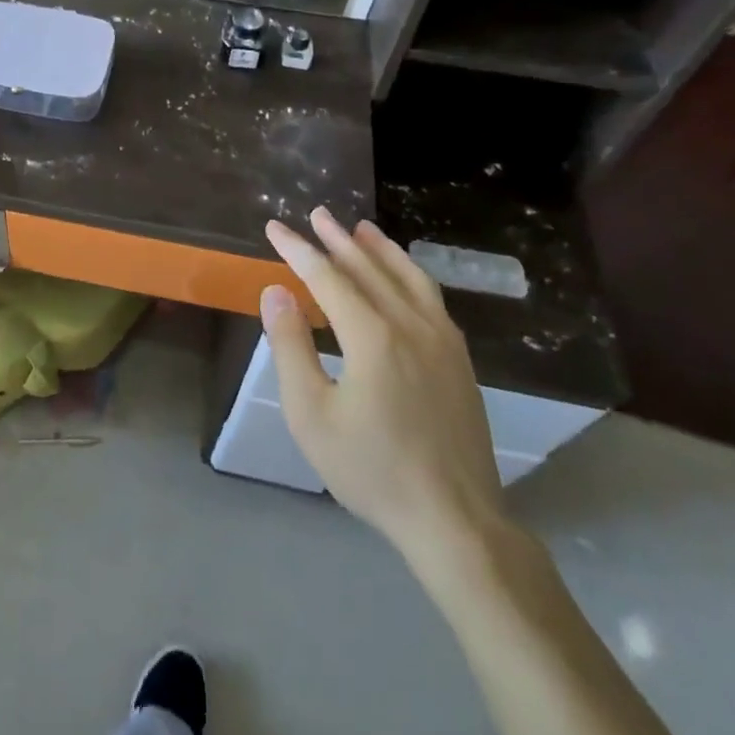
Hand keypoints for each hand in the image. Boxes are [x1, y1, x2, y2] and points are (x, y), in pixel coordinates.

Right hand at [260, 209, 508, 580]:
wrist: (455, 520)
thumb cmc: (371, 469)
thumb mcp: (311, 414)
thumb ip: (291, 347)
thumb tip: (276, 291)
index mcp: (371, 335)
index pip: (327, 276)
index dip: (298, 249)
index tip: (275, 227)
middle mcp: (410, 324)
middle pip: (368, 268)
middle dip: (337, 239)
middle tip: (316, 213)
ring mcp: (442, 339)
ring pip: (407, 277)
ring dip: (380, 249)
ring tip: (361, 228)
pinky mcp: (460, 358)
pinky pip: (431, 297)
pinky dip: (410, 274)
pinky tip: (404, 276)